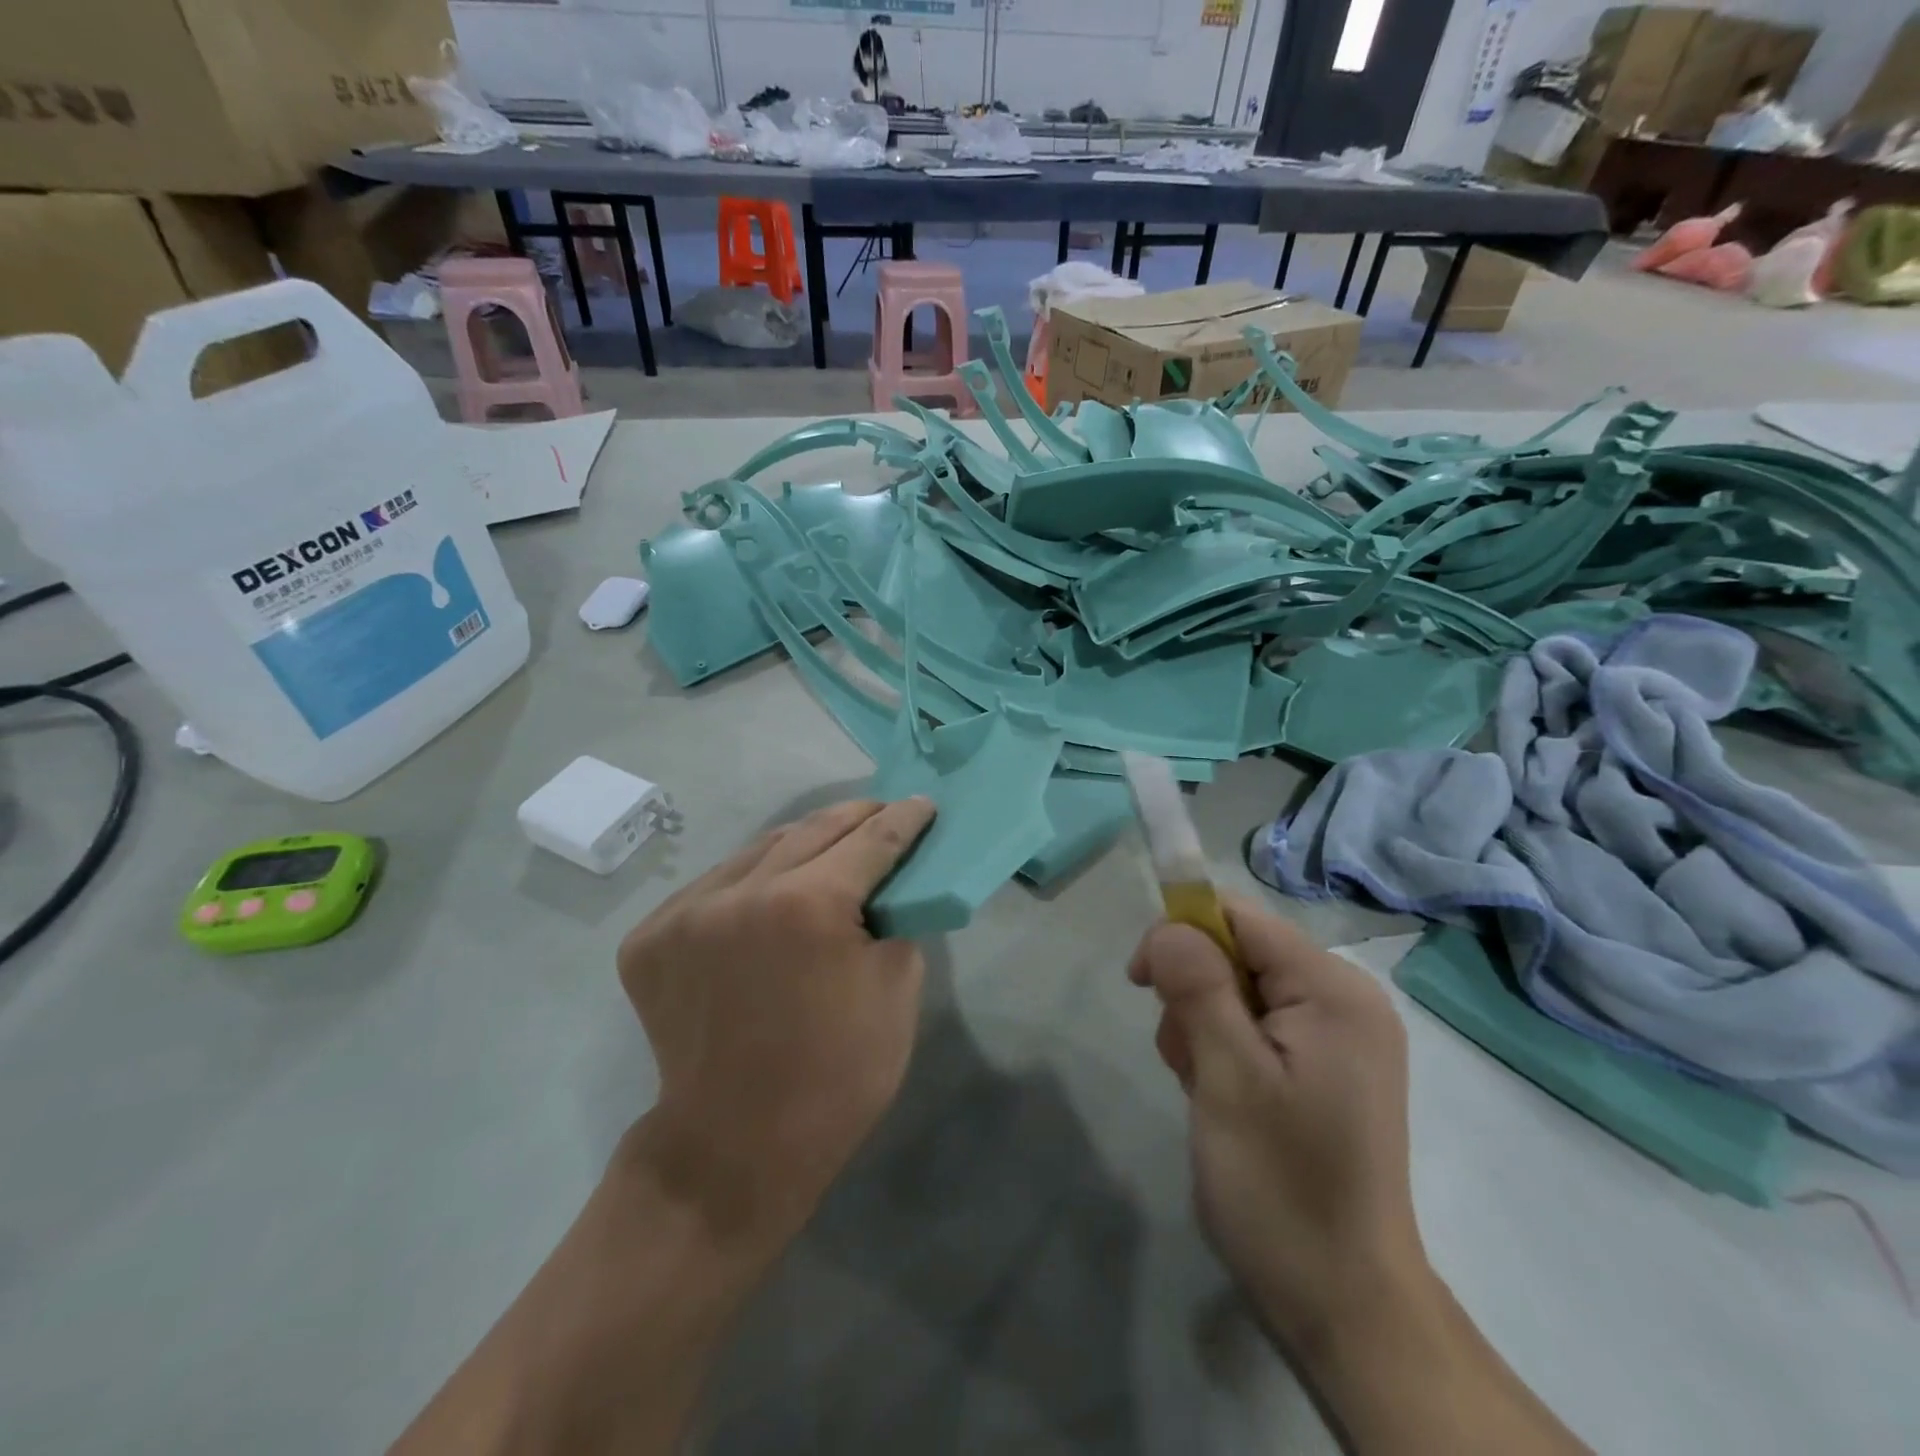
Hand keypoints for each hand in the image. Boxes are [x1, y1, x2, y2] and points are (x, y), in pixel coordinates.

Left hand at [617, 797, 936, 1247]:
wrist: (736, 1147)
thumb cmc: (836, 1076)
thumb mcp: (897, 991)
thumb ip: (896, 920)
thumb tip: (887, 887)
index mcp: (807, 906)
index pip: (869, 841)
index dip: (903, 820)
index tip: (922, 804)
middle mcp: (740, 893)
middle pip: (811, 830)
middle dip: (855, 816)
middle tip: (882, 812)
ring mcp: (685, 913)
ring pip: (757, 851)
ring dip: (801, 843)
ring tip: (830, 843)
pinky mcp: (650, 938)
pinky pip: (715, 886)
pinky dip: (751, 879)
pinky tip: (772, 890)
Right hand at [1129, 896, 1429, 1352]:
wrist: (1343, 1306)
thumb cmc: (1282, 1186)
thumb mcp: (1228, 1078)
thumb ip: (1197, 987)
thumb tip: (1167, 925)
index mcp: (1334, 990)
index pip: (1240, 918)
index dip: (1183, 934)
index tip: (1142, 981)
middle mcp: (1345, 1000)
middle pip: (1238, 951)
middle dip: (1195, 992)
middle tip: (1187, 1059)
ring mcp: (1338, 1036)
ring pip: (1239, 989)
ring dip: (1203, 1025)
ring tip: (1204, 1089)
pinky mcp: (1324, 1068)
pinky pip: (1256, 1025)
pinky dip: (1223, 1049)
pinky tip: (1220, 1097)